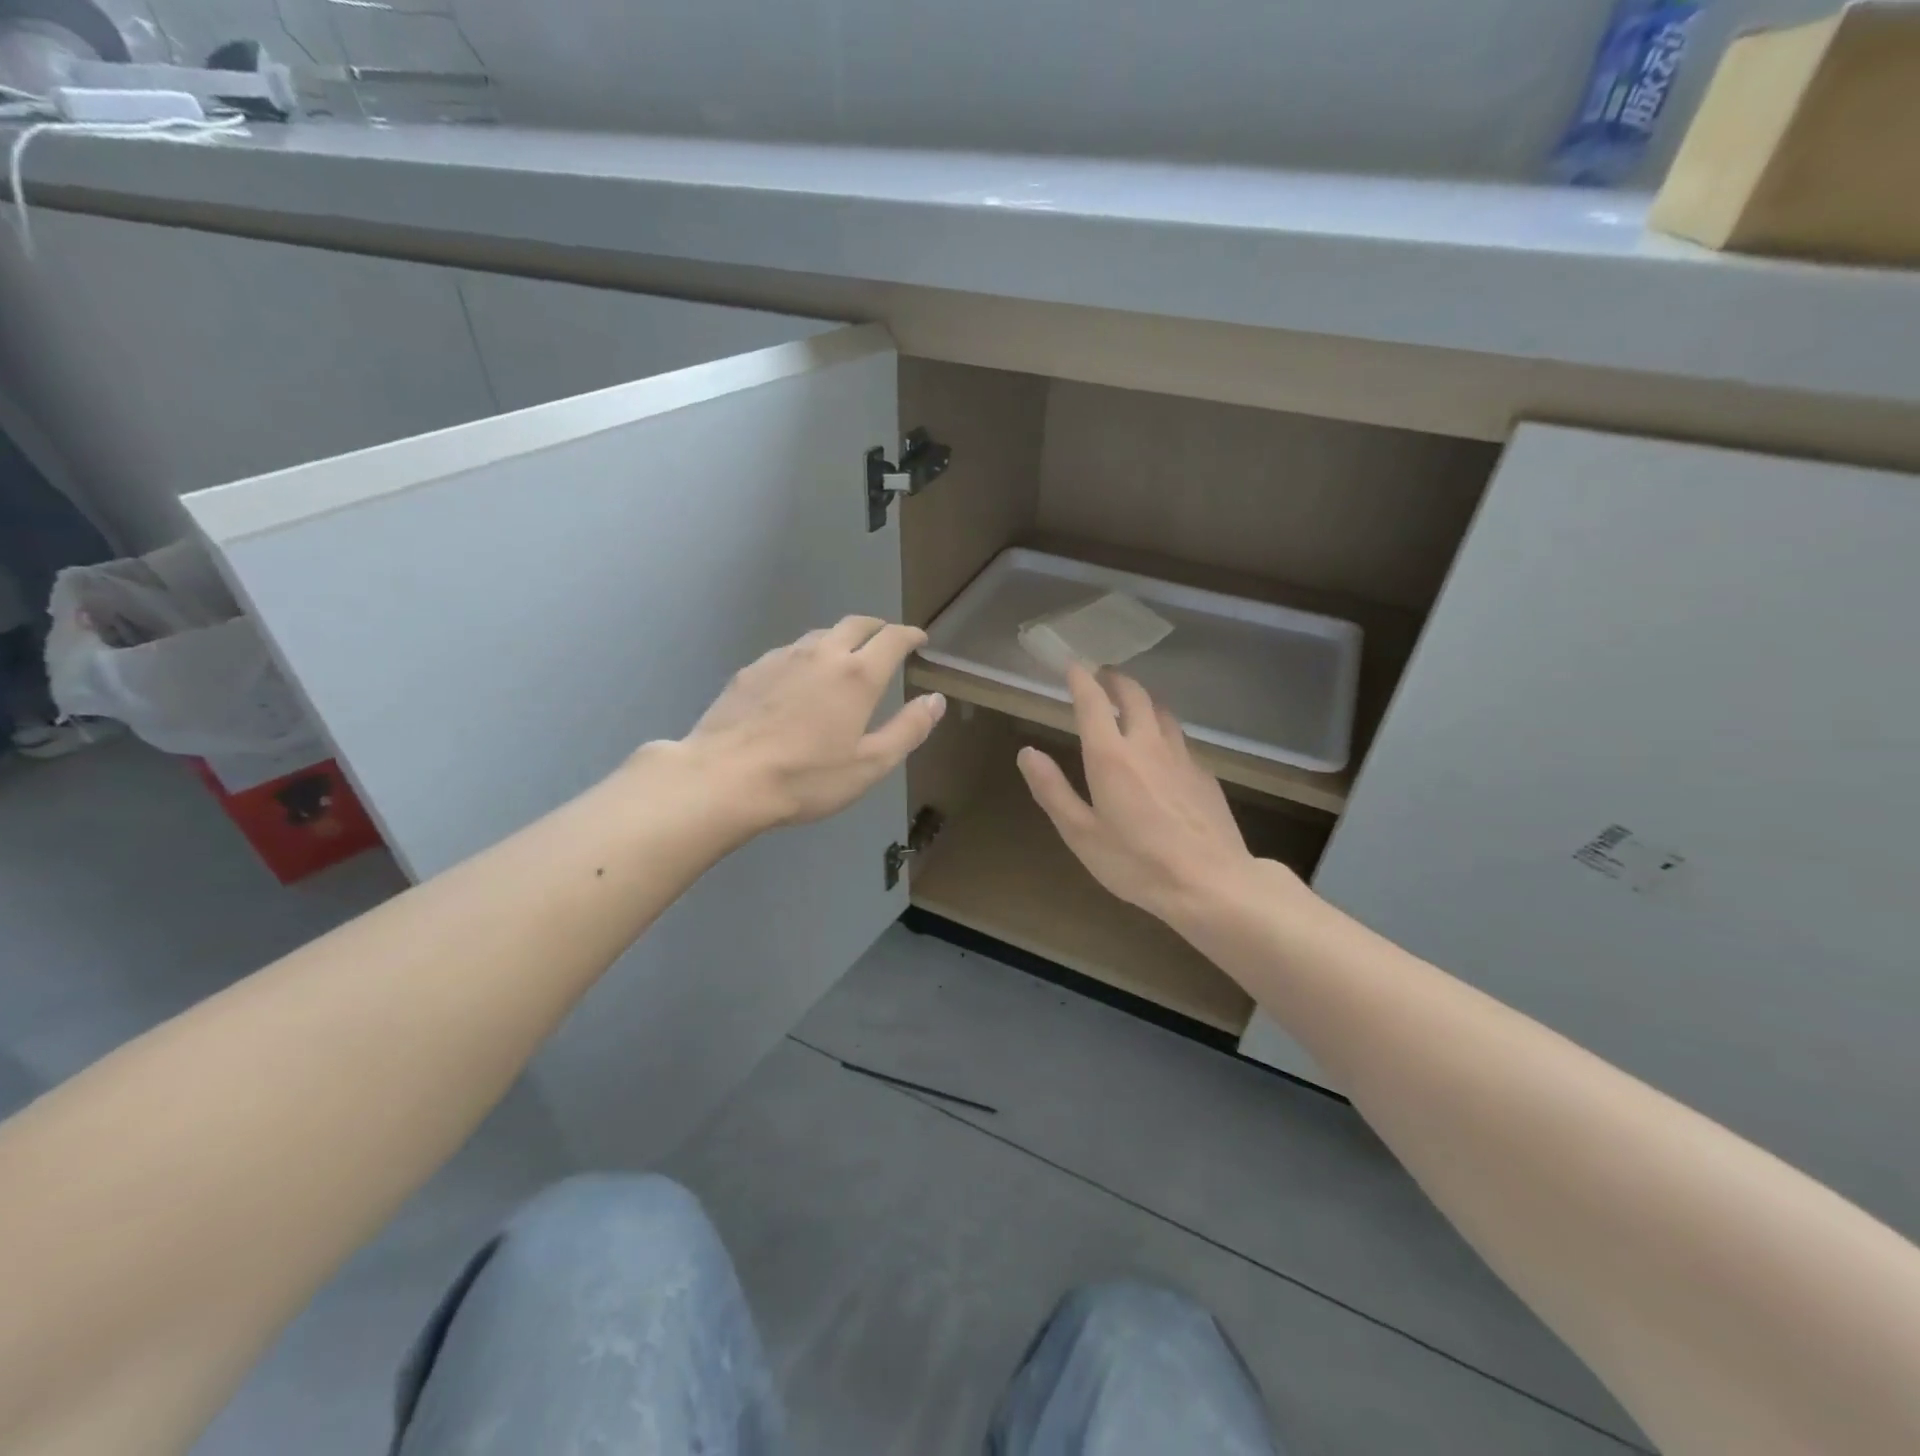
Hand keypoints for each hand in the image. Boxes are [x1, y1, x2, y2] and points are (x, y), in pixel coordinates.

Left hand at [671, 616, 945, 831]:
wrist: (725, 778)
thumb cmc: (806, 777)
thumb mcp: (870, 764)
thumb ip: (908, 729)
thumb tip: (936, 699)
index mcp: (858, 675)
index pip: (892, 638)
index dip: (910, 635)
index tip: (919, 640)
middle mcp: (823, 653)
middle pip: (856, 624)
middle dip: (878, 628)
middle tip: (886, 642)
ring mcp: (782, 657)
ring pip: (820, 635)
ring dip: (841, 640)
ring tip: (844, 660)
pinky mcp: (752, 669)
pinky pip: (789, 652)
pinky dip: (807, 657)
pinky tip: (799, 681)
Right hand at [1018, 667, 1274, 928]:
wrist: (1210, 883)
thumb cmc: (1137, 862)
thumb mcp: (1081, 834)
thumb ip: (1052, 790)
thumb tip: (1027, 752)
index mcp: (1111, 756)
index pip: (1093, 702)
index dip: (1081, 679)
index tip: (1073, 665)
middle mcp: (1147, 744)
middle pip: (1134, 694)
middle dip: (1114, 679)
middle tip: (1102, 676)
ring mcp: (1181, 756)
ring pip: (1162, 711)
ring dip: (1142, 698)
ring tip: (1131, 703)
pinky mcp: (1204, 773)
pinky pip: (1179, 737)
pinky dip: (1163, 727)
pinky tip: (1161, 747)